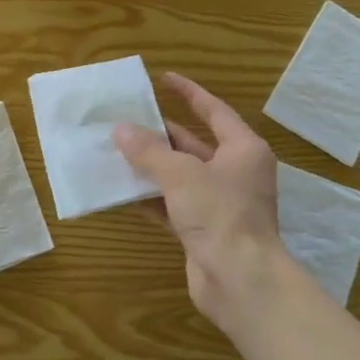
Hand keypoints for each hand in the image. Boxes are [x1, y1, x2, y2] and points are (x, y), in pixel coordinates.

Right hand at [114, 73, 292, 328]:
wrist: (240, 280)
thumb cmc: (219, 215)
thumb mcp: (181, 175)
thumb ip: (149, 151)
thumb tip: (121, 130)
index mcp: (242, 150)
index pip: (214, 111)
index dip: (189, 93)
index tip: (163, 79)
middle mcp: (234, 173)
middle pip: (194, 144)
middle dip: (161, 134)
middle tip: (126, 120)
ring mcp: (220, 204)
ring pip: (180, 176)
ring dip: (151, 167)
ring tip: (116, 151)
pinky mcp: (204, 230)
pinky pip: (172, 205)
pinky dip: (150, 198)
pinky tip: (122, 192)